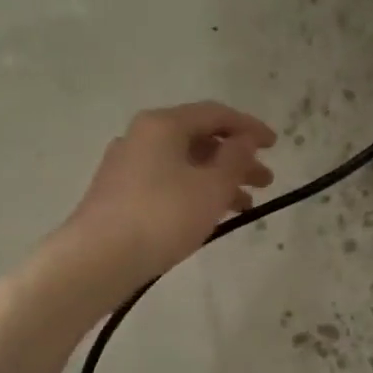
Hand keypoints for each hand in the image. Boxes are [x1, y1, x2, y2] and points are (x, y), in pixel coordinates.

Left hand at [65, 101, 276, 283]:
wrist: (98, 259)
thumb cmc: (163, 216)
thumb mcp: (211, 187)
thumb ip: (235, 159)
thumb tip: (245, 139)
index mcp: (163, 124)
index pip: (215, 114)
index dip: (249, 127)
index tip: (275, 145)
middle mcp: (141, 136)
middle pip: (199, 138)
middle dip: (236, 158)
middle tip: (265, 181)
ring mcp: (127, 165)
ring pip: (184, 163)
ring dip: (219, 179)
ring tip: (245, 205)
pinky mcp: (120, 193)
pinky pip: (168, 182)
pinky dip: (195, 192)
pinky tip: (210, 215)